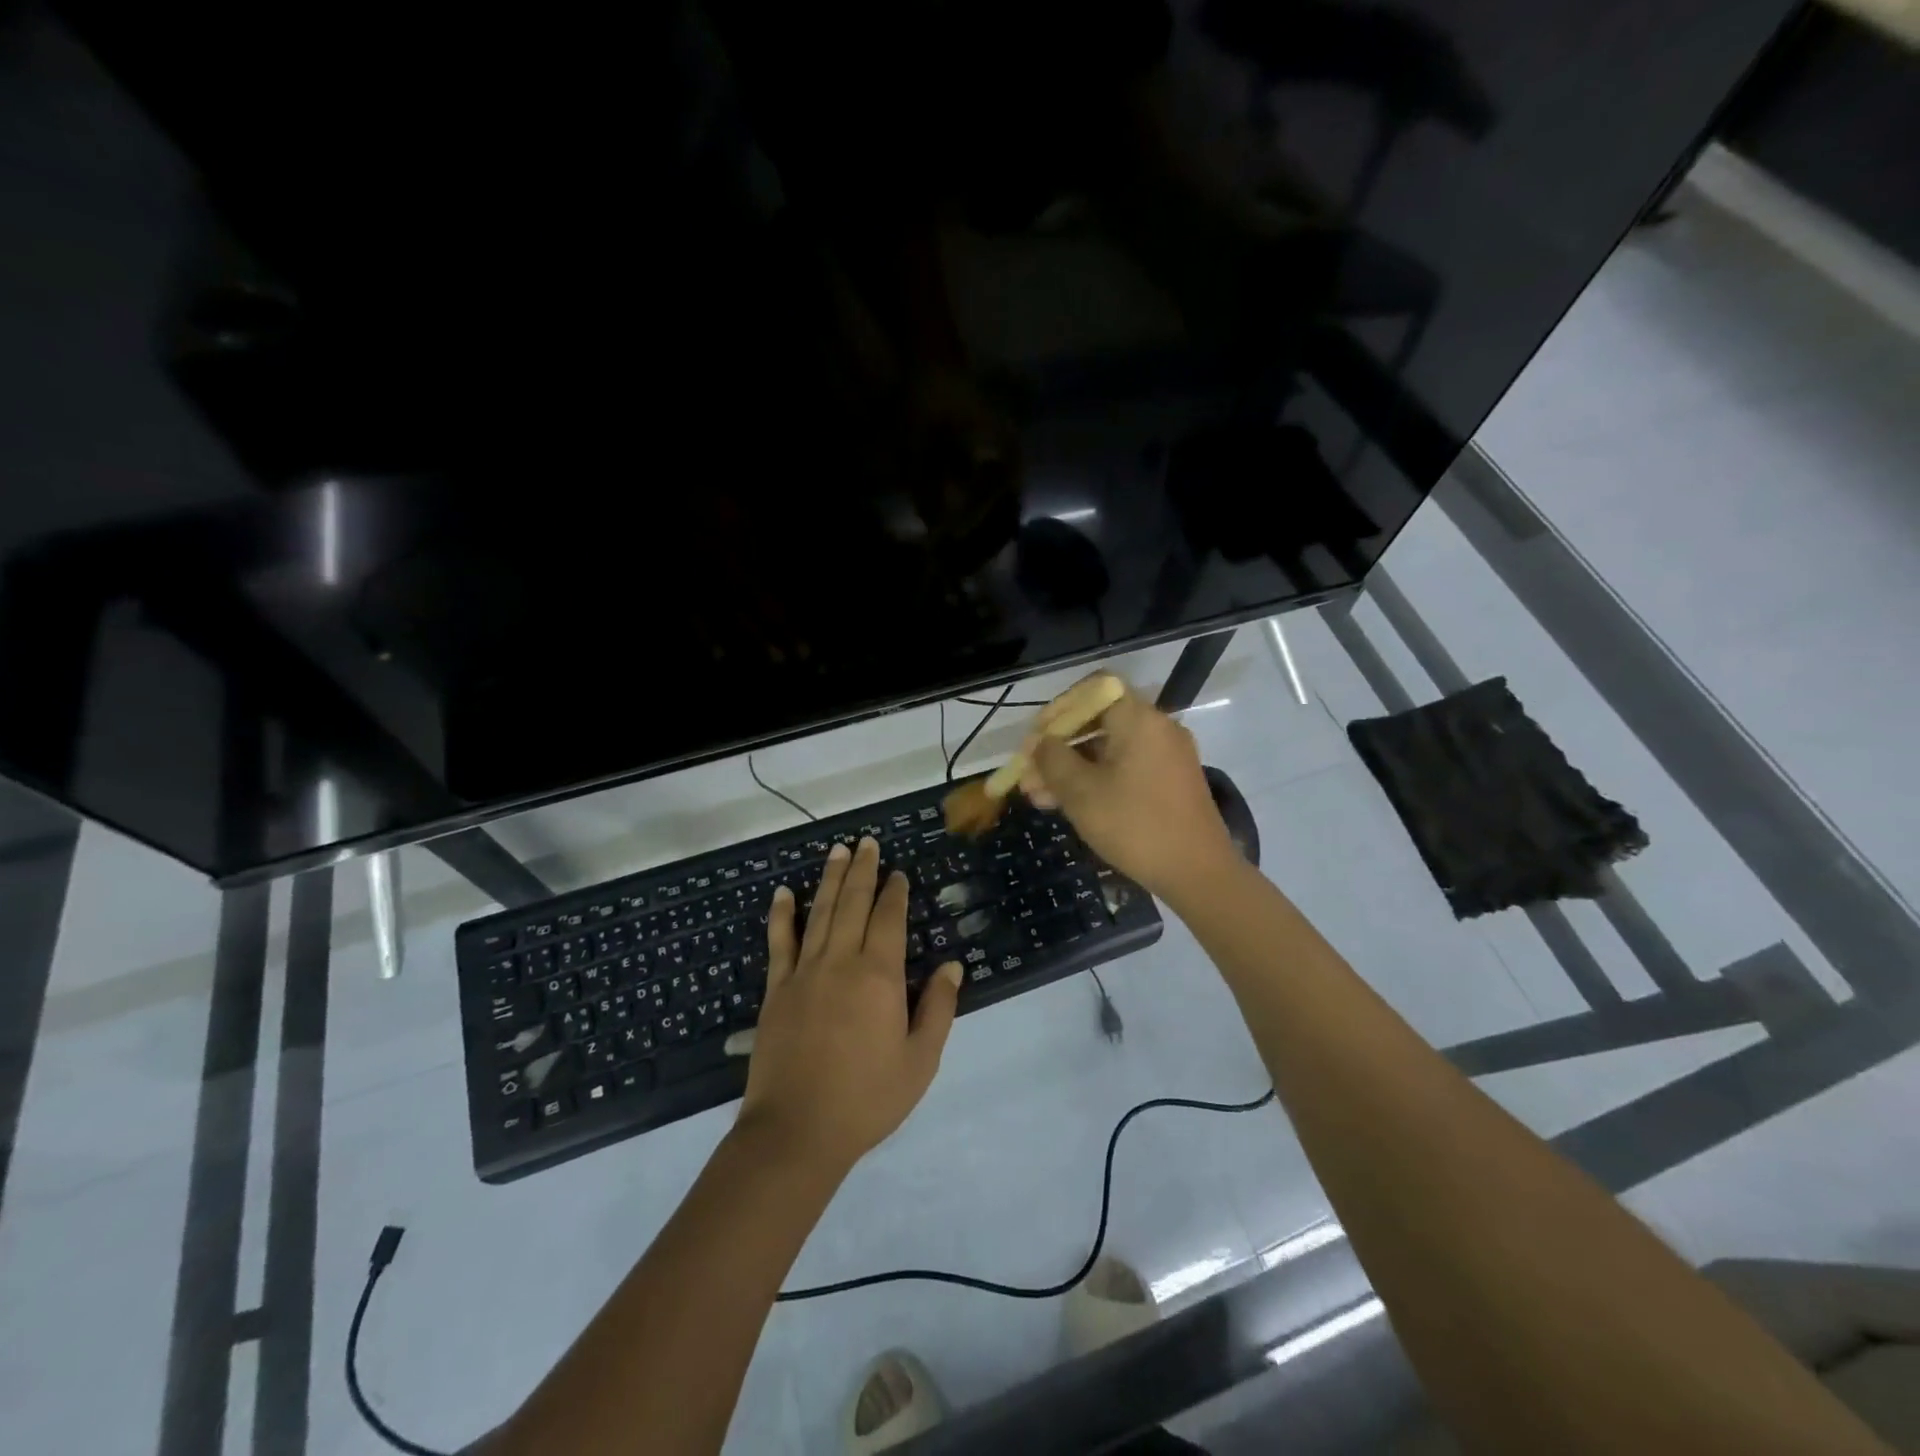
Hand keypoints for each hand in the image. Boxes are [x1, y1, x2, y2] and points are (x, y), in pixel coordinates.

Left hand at [736, 837, 961, 1177]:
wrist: (797, 1131)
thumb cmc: (867, 1098)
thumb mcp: (920, 1060)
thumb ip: (939, 1008)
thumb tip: (953, 965)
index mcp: (878, 976)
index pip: (888, 919)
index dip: (894, 892)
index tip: (898, 873)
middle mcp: (840, 962)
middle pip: (852, 903)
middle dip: (862, 871)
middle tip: (867, 843)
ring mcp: (804, 972)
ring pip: (819, 913)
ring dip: (829, 879)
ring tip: (837, 851)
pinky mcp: (776, 989)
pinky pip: (779, 942)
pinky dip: (781, 914)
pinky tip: (782, 893)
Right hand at [1019, 678, 1238, 900]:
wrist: (1198, 873)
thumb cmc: (1135, 825)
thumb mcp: (1081, 792)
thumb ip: (1053, 760)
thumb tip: (1039, 743)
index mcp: (1139, 719)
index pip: (1095, 688)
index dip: (1060, 707)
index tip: (1037, 736)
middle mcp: (1157, 728)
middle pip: (1098, 721)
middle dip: (1058, 747)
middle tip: (1028, 775)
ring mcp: (1167, 756)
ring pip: (1109, 749)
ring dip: (1072, 768)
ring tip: (1038, 797)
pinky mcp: (1170, 782)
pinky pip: (1126, 768)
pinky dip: (1096, 779)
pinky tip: (1068, 805)